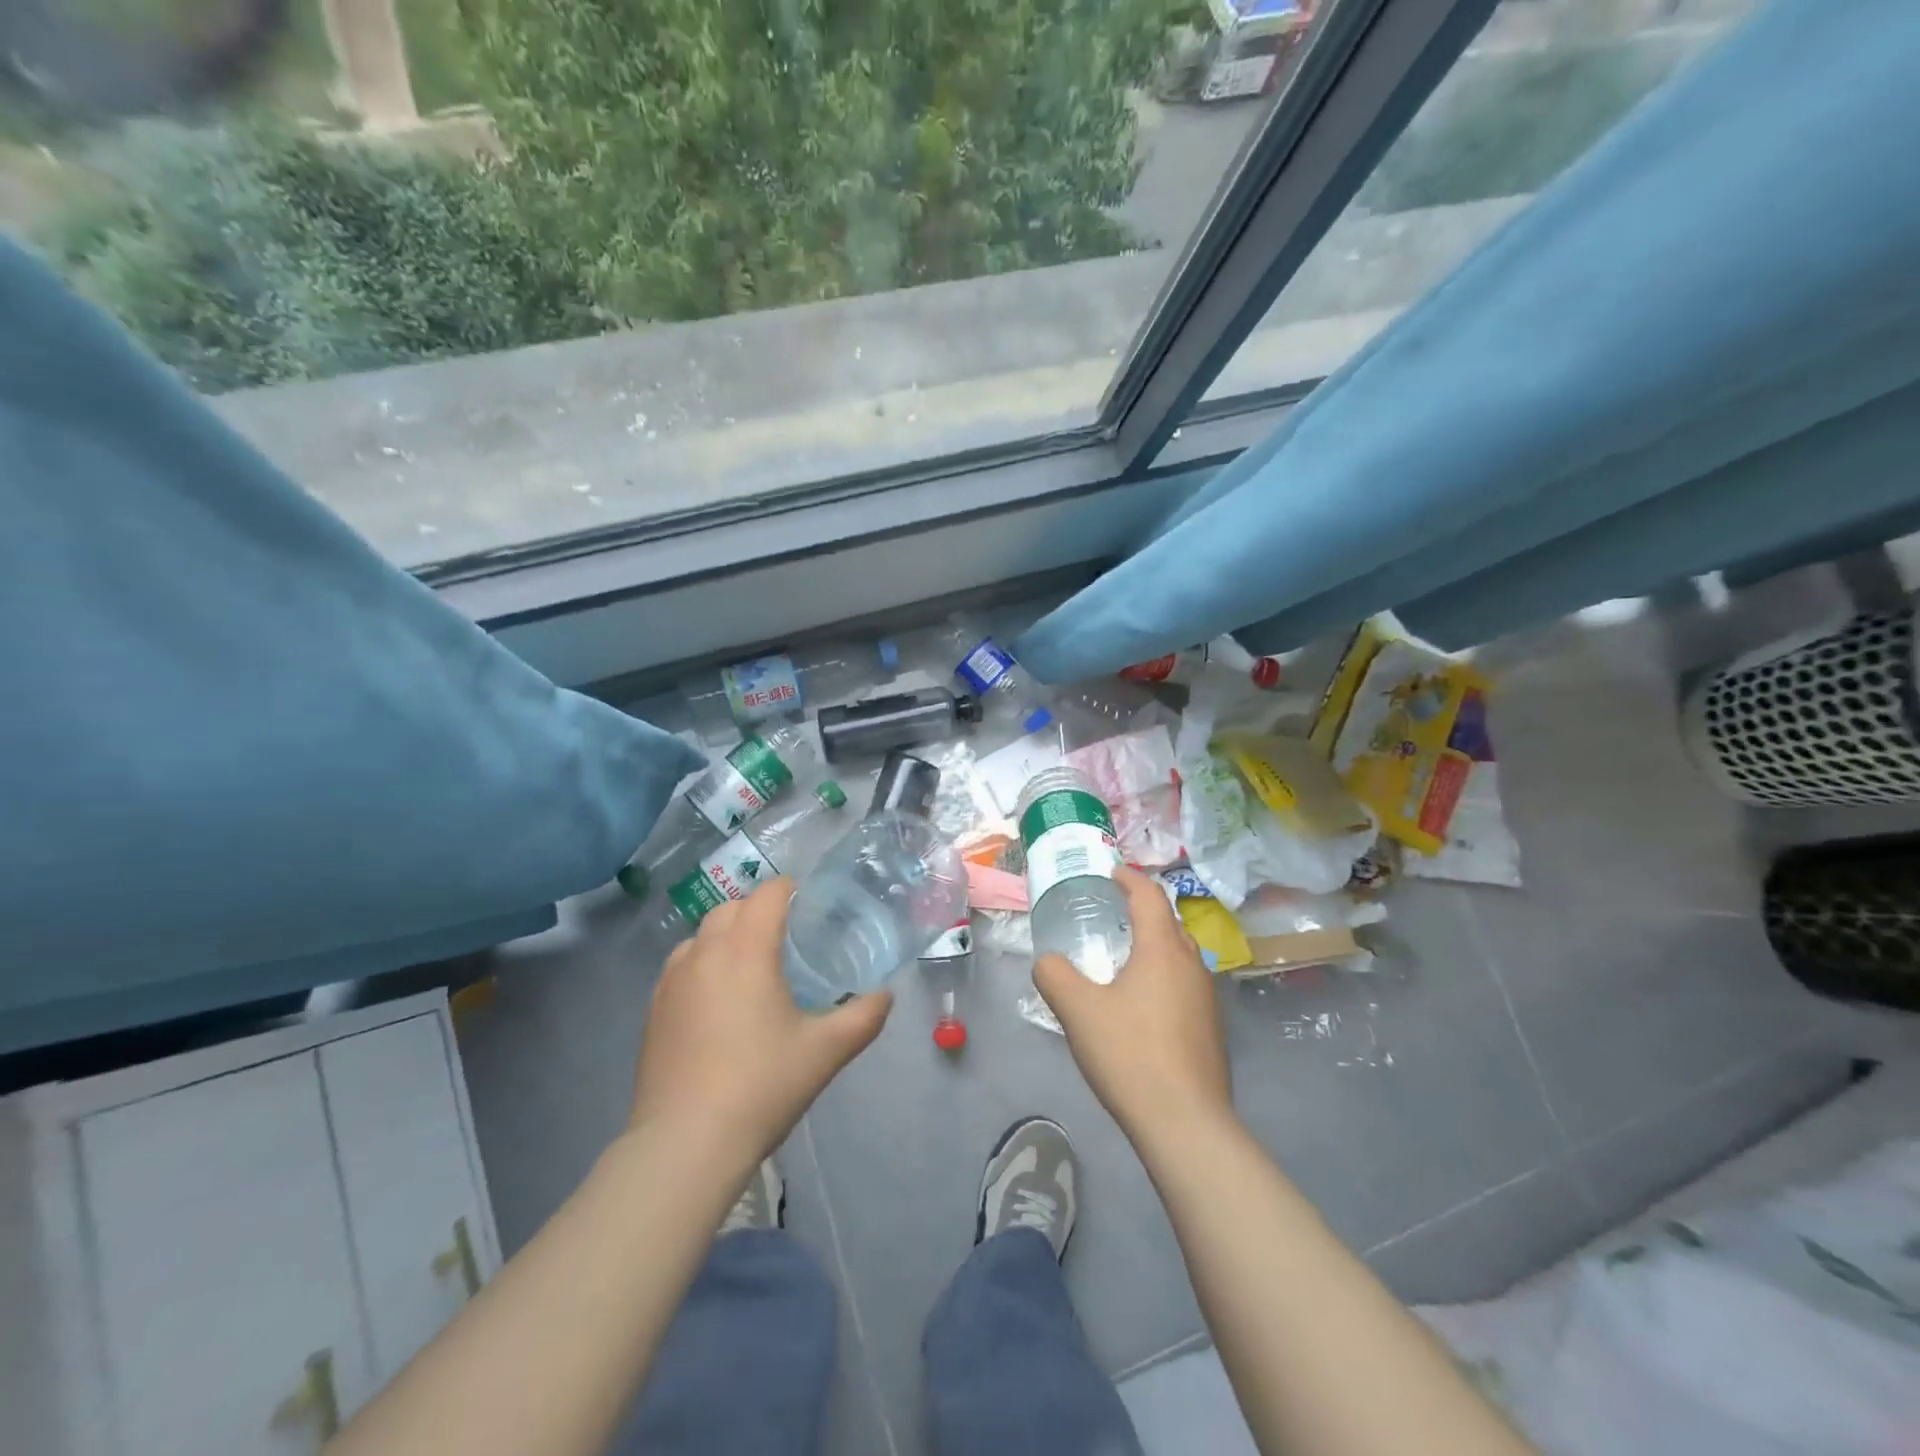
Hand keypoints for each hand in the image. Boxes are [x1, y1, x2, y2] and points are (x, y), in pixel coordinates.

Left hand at [630, 876, 891, 1168]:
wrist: (685, 1143)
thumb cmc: (762, 1085)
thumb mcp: (826, 1051)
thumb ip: (864, 1016)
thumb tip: (886, 995)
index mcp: (747, 949)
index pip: (768, 894)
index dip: (790, 890)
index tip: (810, 905)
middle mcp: (705, 951)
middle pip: (732, 907)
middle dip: (759, 909)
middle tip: (787, 937)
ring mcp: (672, 979)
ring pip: (702, 934)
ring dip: (727, 934)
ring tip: (751, 966)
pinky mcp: (653, 1008)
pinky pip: (681, 964)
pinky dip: (703, 962)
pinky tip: (718, 999)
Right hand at [1034, 866, 1232, 1141]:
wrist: (1185, 1123)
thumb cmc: (1130, 1053)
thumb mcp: (1078, 1010)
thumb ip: (1055, 976)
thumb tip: (1047, 961)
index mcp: (1162, 949)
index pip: (1149, 896)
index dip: (1129, 878)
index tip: (1111, 872)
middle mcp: (1191, 964)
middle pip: (1170, 922)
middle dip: (1144, 911)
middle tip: (1113, 913)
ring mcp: (1207, 999)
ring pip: (1181, 955)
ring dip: (1156, 945)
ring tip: (1126, 957)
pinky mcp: (1211, 1029)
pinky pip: (1185, 984)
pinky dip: (1164, 976)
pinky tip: (1143, 1004)